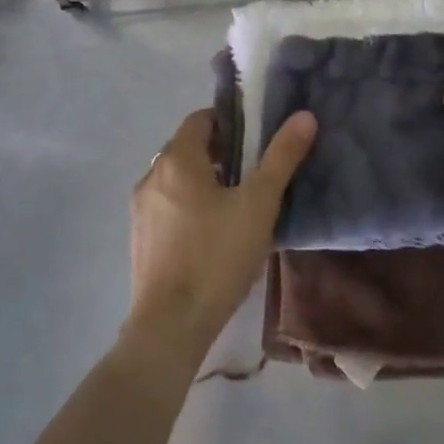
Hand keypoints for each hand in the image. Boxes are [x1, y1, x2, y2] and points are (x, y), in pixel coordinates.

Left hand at [125, 108, 316, 367]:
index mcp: (177, 159)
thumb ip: (282, 157)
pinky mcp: (139, 240)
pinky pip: (167, 206)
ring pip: (177, 178)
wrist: (170, 328)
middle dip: (220, 153)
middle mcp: (151, 175)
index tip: (256, 139)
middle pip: (188, 147)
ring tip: (237, 203)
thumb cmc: (216, 256)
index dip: (230, 122)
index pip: (201, 119)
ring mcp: (140, 209)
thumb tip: (304, 116)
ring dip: (204, 181)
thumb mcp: (259, 204)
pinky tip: (213, 234)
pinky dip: (189, 206)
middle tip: (254, 171)